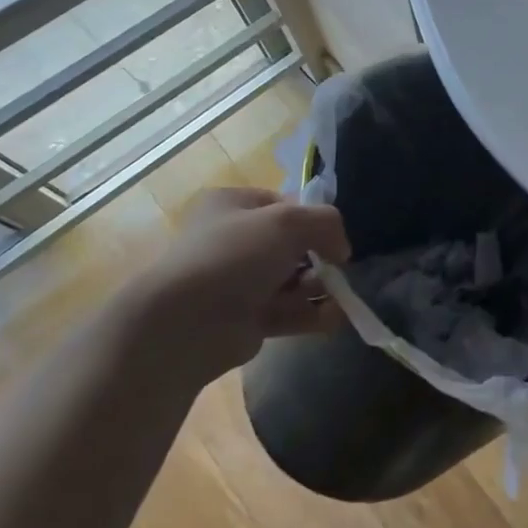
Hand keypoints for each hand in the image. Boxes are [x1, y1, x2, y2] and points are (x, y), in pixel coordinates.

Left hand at [127, 187, 350, 383]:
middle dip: (319, 257)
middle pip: (293, 244)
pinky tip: (333, 317)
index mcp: (233, 205)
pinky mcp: (246, 319)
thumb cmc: (235, 255)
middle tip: (335, 269)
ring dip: (319, 287)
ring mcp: (238, 282)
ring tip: (337, 296)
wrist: (186, 324)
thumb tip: (341, 250)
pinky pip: (288, 311)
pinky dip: (312, 314)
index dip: (313, 218)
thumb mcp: (290, 221)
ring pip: (292, 279)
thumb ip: (327, 223)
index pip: (285, 203)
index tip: (332, 236)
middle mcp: (234, 240)